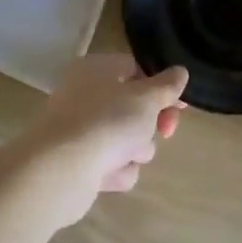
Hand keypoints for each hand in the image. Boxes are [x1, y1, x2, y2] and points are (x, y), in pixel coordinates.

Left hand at [23, 54, 188, 218]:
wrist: (60, 170)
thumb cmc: (107, 121)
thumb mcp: (147, 98)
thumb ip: (168, 85)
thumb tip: (180, 72)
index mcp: (96, 70)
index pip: (136, 69)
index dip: (162, 87)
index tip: (180, 105)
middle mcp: (84, 95)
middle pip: (133, 107)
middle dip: (150, 124)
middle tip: (165, 132)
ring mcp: (79, 131)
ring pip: (126, 138)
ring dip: (136, 150)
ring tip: (124, 156)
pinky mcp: (77, 163)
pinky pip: (111, 163)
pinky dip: (116, 170)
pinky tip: (107, 173)